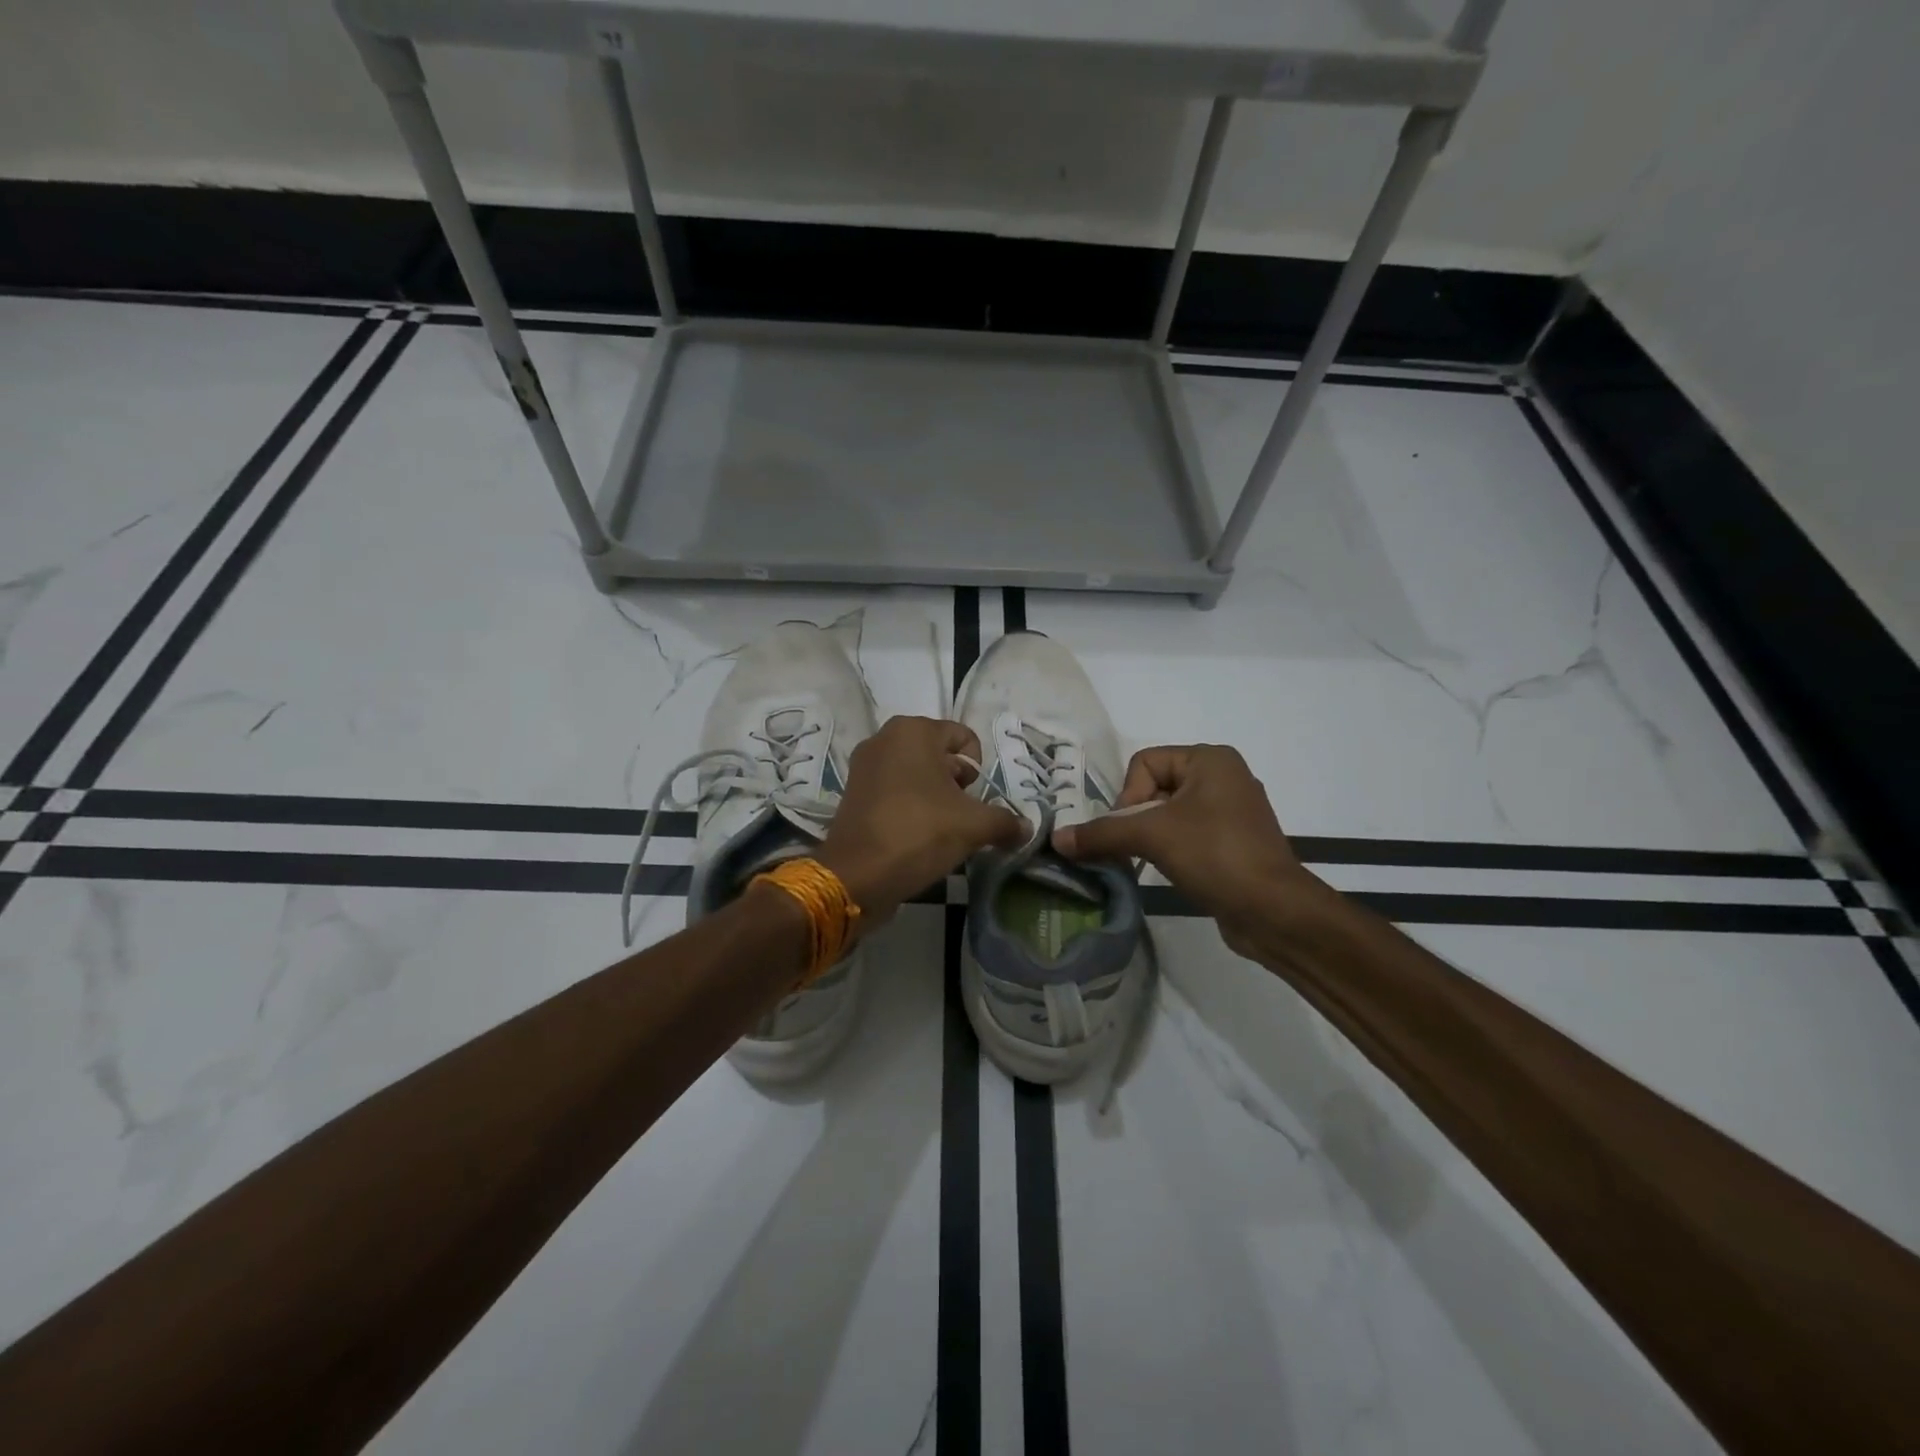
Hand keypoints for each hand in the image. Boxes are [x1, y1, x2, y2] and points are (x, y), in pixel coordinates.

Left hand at [816, 716, 1027, 923]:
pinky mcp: (853, 792)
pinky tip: (916, 835)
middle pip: (940, 755)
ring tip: (940, 829)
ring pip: (917, 774)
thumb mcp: (974, 826)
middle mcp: (885, 738)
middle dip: (956, 784)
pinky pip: (894, 791)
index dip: (978, 770)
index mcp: (914, 730)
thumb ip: (1005, 822)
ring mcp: (864, 765)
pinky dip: (910, 807)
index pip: (964, 737)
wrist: (857, 876)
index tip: (973, 799)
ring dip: (935, 797)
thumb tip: (1026, 828)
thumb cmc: (919, 833)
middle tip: (959, 816)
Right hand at [1051, 745, 1324, 950]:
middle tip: (1137, 849)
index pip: (1144, 763)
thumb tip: (1056, 839)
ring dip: (1150, 838)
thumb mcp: (1152, 837)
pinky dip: (1170, 850)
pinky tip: (1170, 872)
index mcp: (1210, 760)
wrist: (1274, 911)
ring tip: (1150, 863)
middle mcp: (1223, 777)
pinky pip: (1187, 835)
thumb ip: (1101, 834)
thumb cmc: (1215, 855)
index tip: (1134, 830)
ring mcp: (1231, 811)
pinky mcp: (1233, 843)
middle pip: (1153, 788)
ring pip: (1168, 815)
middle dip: (1136, 820)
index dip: (1129, 796)